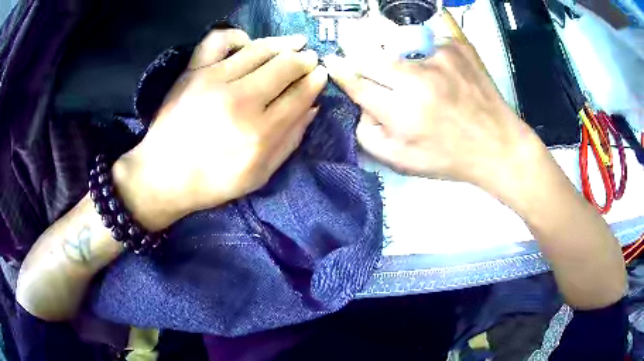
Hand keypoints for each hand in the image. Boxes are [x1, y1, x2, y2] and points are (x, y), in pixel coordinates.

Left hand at [113, 29, 327, 229]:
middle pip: (284, 67)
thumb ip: (290, 142)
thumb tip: (312, 107)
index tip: (321, 74)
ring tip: (294, 43)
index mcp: (259, 134)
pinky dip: (238, 36)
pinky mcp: (193, 71)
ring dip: (283, 44)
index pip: (299, 96)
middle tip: (310, 59)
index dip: (315, 81)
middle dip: (304, 60)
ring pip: (260, 49)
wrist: (163, 175)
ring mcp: (214, 81)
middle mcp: (240, 101)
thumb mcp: (259, 175)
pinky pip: (219, 40)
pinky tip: (248, 43)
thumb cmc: (212, 182)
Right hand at [324, 42, 545, 195]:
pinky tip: (439, 73)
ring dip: (396, 60)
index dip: (341, 72)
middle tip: (371, 71)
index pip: (358, 83)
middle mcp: (419, 79)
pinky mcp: (456, 46)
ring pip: (396, 46)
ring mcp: (440, 57)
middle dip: (363, 62)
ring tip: (416, 79)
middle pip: (371, 56)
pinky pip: (425, 43)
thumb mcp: (402, 162)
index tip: (332, 62)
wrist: (497, 144)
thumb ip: (369, 135)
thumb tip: (361, 104)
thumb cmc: (449, 157)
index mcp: (404, 113)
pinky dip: (424, 56)